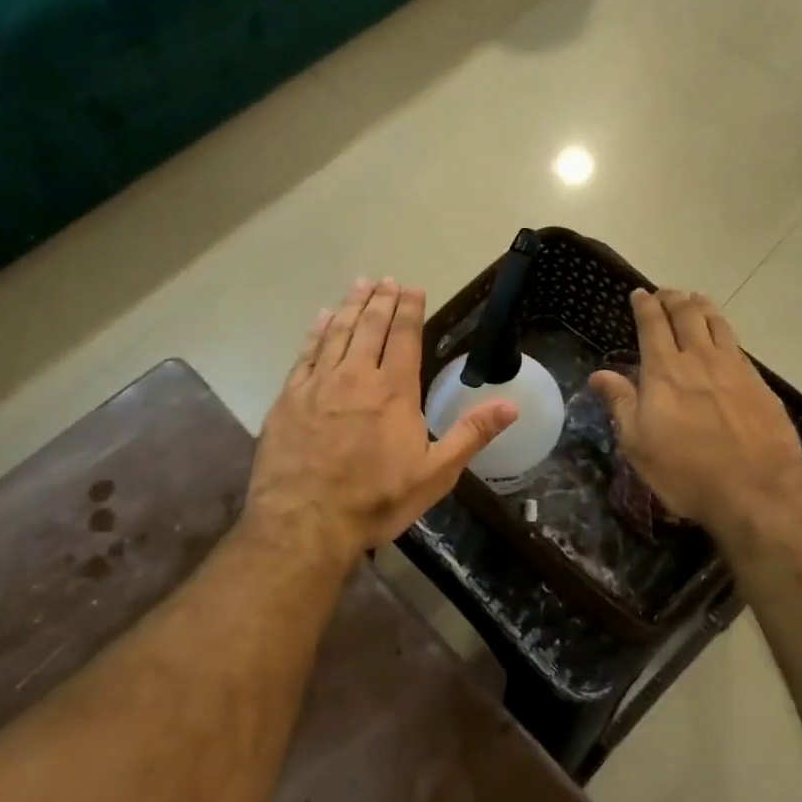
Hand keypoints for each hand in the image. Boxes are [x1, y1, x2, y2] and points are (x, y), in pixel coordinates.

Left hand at [244, 278, 518, 566]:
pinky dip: (316, 332)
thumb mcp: (435, 474)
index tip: (413, 288)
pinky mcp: (289, 398)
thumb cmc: (376, 500)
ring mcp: (319, 385)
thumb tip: (511, 405)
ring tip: (359, 284)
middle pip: (370, 327)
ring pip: (337, 333)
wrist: (305, 522)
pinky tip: (321, 318)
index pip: (405, 338)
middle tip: (386, 279)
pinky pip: (305, 354)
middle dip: (381, 300)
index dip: (410, 310)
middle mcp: (356, 377)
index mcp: (394, 391)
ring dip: (350, 306)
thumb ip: (471, 435)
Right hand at [590, 289, 801, 540]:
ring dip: (702, 306)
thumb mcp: (638, 444)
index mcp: (665, 371)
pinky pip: (737, 344)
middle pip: (687, 315)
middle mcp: (700, 359)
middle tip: (666, 292)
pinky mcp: (759, 383)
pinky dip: (725, 331)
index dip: (645, 305)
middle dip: (673, 298)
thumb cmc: (686, 471)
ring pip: (717, 323)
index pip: (652, 325)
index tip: (640, 293)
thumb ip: (621, 403)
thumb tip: (599, 374)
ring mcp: (734, 368)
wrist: (758, 489)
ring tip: (695, 299)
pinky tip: (724, 337)